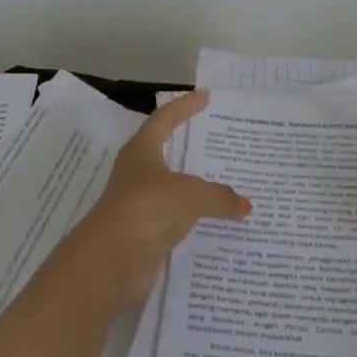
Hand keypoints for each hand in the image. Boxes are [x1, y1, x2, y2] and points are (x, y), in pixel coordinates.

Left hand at [68, 90, 250, 304]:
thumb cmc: (149, 208)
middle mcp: (136, 173)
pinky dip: (191, 217)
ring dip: (191, 186)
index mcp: (142, 150)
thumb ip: (219, 196)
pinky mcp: (141, 234)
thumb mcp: (192, 195)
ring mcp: (136, 204)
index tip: (204, 96)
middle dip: (187, 145)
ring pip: (169, 188)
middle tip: (216, 140)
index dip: (184, 106)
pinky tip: (211, 221)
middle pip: (164, 151)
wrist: (112, 260)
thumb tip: (244, 204)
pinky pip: (172, 218)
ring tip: (222, 183)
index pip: (165, 119)